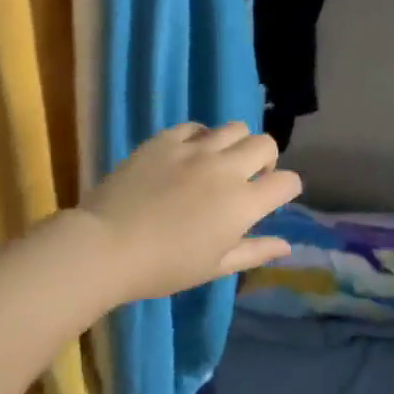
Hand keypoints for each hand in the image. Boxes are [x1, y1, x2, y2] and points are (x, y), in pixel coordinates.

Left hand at [78, 122, 301, 304]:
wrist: (107, 246)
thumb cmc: (164, 267)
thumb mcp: (215, 267)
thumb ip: (254, 251)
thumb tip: (286, 246)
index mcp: (243, 203)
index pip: (287, 182)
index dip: (286, 189)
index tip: (273, 198)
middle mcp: (226, 169)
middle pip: (266, 144)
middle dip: (266, 160)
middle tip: (247, 179)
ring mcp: (195, 149)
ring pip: (234, 128)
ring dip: (235, 144)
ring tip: (218, 162)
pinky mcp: (166, 140)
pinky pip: (195, 126)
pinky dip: (200, 137)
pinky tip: (188, 155)